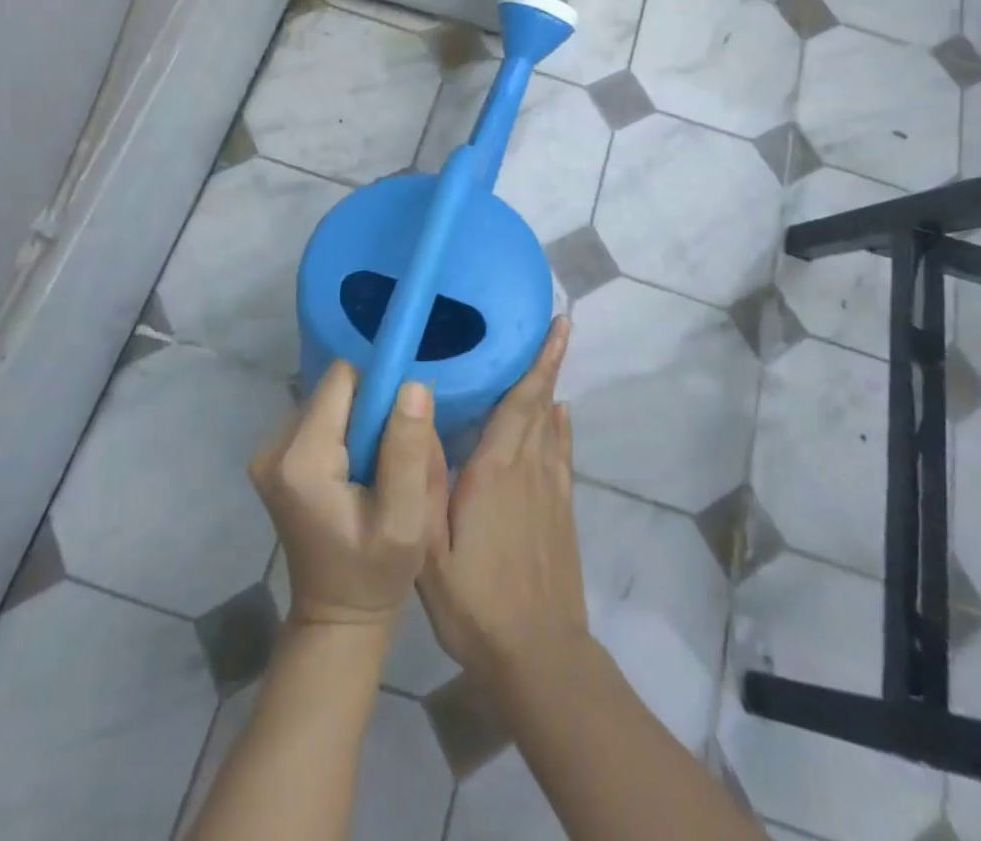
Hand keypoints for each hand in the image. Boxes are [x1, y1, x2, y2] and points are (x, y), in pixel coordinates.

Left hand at [249, 361, 446, 629]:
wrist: (337, 618)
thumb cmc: (375, 573)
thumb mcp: (405, 519)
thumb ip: (407, 450)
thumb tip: (412, 384)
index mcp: (301, 459)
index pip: (343, 379)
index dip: (378, 391)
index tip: (401, 426)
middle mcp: (274, 447)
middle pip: (336, 390)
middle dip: (371, 412)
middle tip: (391, 459)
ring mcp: (269, 453)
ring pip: (330, 403)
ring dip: (359, 425)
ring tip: (376, 471)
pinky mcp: (274, 460)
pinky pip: (321, 420)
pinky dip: (345, 436)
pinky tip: (357, 474)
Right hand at [418, 316, 587, 676]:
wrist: (538, 656)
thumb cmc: (475, 603)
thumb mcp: (429, 550)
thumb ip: (423, 480)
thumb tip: (418, 414)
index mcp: (495, 471)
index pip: (521, 402)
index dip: (539, 361)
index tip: (558, 324)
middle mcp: (528, 469)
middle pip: (539, 404)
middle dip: (547, 363)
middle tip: (555, 326)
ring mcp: (550, 490)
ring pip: (552, 426)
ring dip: (552, 389)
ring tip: (551, 357)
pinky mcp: (561, 512)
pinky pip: (562, 455)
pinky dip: (561, 428)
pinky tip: (559, 415)